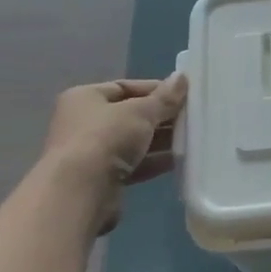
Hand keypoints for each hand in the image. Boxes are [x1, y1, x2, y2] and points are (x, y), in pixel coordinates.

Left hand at [35, 73, 187, 232]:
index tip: (182, 94)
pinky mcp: (101, 180)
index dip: (154, 89)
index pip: (124, 87)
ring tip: (190, 137)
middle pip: (129, 115)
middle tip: (190, 117)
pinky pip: (133, 165)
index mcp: (85, 98)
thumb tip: (182, 77)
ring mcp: (91, 153)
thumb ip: (164, 98)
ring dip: (159, 140)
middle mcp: (83, 123)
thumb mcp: (140, 112)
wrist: (80, 193)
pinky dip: (152, 162)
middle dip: (159, 116)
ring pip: (132, 141)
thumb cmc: (106, 138)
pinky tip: (178, 160)